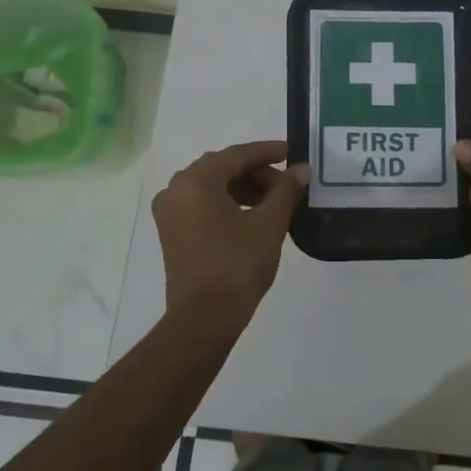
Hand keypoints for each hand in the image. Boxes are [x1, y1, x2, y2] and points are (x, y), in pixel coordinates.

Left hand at [151, 140, 306, 315]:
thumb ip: (286, 190)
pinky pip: (203, 205)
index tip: (292, 152)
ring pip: (212, 187)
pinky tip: (254, 217)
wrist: (204, 318)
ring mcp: (170, 213)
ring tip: (275, 203)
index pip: (237, 155)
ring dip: (244, 189)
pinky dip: (228, 204)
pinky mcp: (172, 233)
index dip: (268, 152)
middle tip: (288, 184)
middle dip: (257, 173)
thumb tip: (301, 169)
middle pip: (222, 168)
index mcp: (196, 181)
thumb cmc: (237, 265)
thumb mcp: (269, 224)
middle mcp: (175, 190)